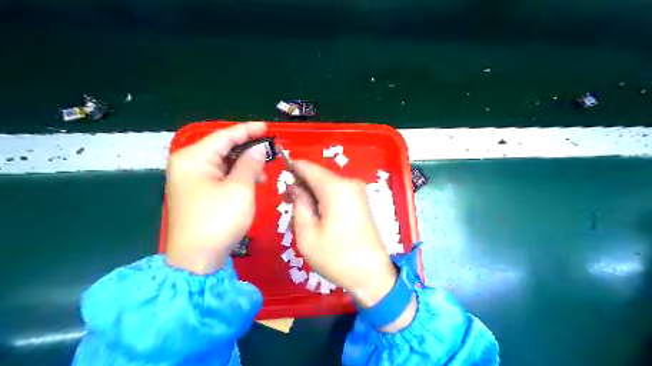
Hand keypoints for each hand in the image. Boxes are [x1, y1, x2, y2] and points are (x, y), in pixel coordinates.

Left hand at [165, 122, 266, 274]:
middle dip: (247, 150)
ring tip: (263, 175)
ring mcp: (189, 179)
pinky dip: (235, 176)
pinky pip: (218, 175)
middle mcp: (187, 164)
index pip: (224, 136)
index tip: (267, 128)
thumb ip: (250, 163)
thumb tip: (259, 148)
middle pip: (221, 148)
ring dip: (243, 165)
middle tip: (270, 153)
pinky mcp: (195, 192)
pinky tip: (250, 183)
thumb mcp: (240, 189)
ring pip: (222, 162)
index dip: (248, 130)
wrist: (196, 260)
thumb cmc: (219, 220)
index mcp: (193, 158)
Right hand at [290, 162, 397, 306]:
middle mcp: (349, 183)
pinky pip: (336, 192)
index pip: (307, 167)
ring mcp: (357, 191)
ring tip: (302, 216)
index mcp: (336, 187)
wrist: (371, 274)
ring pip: (326, 184)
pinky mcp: (360, 201)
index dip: (290, 171)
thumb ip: (298, 203)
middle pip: (317, 175)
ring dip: (311, 194)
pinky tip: (317, 217)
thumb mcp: (306, 233)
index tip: (280, 185)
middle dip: (301, 186)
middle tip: (288, 205)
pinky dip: (323, 199)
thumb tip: (295, 186)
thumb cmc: (336, 257)